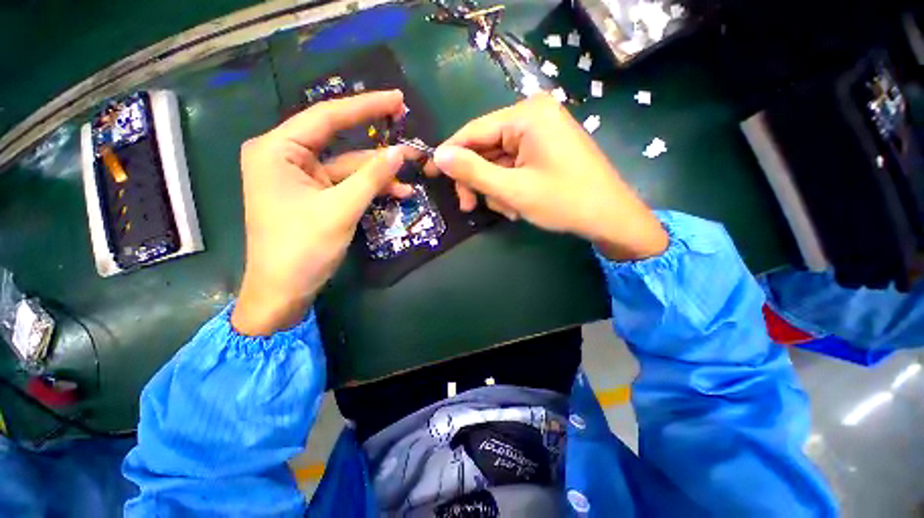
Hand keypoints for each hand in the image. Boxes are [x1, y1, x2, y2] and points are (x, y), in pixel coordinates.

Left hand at [232, 90, 416, 335]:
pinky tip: (393, 188)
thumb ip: (371, 176)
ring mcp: (287, 171)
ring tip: (411, 162)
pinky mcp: (298, 188)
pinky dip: (359, 182)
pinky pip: (333, 176)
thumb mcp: (339, 212)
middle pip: (330, 131)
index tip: (398, 98)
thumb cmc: (298, 253)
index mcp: (274, 148)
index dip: (366, 105)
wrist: (276, 299)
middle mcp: (277, 152)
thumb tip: (403, 151)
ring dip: (371, 165)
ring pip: (336, 157)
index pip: (326, 115)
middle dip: (370, 131)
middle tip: (404, 115)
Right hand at [428, 93, 667, 260]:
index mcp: (527, 113)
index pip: (474, 130)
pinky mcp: (553, 139)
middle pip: (488, 142)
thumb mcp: (514, 190)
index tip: (430, 176)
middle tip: (471, 207)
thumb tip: (437, 156)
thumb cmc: (567, 201)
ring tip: (507, 210)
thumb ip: (472, 171)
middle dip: (479, 176)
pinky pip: (519, 155)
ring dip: (497, 182)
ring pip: (502, 153)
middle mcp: (536, 110)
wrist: (616, 217)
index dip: (450, 154)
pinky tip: (518, 202)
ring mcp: (546, 124)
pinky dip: (513, 179)